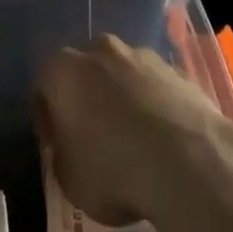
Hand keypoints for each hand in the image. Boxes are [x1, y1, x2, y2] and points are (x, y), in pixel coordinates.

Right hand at [35, 34, 232, 227]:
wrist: (188, 162)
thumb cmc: (114, 170)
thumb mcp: (70, 181)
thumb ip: (63, 157)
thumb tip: (70, 150)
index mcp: (63, 70)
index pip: (44, 86)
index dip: (47, 118)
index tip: (57, 147)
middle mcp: (99, 50)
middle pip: (86, 72)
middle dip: (87, 99)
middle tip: (95, 138)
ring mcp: (142, 56)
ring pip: (123, 75)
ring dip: (123, 99)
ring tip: (136, 142)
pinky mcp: (177, 70)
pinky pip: (155, 87)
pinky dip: (155, 106)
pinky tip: (164, 141)